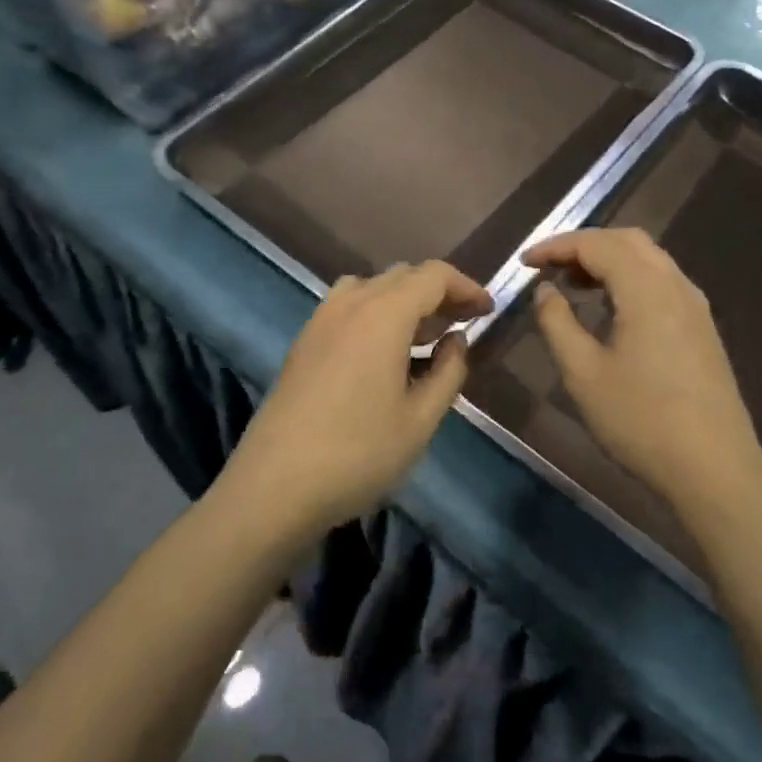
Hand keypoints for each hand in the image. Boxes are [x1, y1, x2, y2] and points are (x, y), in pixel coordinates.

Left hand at [226, 262, 493, 536]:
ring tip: (424, 336)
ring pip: (372, 287)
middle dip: (439, 292)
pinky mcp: (304, 341)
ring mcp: (321, 320)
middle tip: (462, 324)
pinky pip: (348, 306)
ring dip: (404, 300)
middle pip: (403, 276)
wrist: (274, 486)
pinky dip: (376, 312)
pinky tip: (383, 353)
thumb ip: (449, 371)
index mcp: (383, 314)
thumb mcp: (420, 419)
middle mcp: (351, 303)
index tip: (487, 311)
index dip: (466, 287)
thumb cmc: (358, 453)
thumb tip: (456, 340)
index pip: (433, 276)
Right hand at [523, 229, 761, 519]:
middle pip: (627, 241)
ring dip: (608, 260)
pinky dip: (630, 278)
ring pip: (648, 258)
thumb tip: (545, 290)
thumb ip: (557, 323)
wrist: (714, 469)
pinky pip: (662, 281)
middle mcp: (675, 285)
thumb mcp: (583, 374)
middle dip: (583, 245)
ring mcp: (695, 305)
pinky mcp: (702, 327)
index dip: (555, 246)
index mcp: (646, 289)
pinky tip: (611, 308)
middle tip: (548, 267)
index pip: (596, 244)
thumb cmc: (641, 421)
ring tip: (574, 285)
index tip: (524, 263)